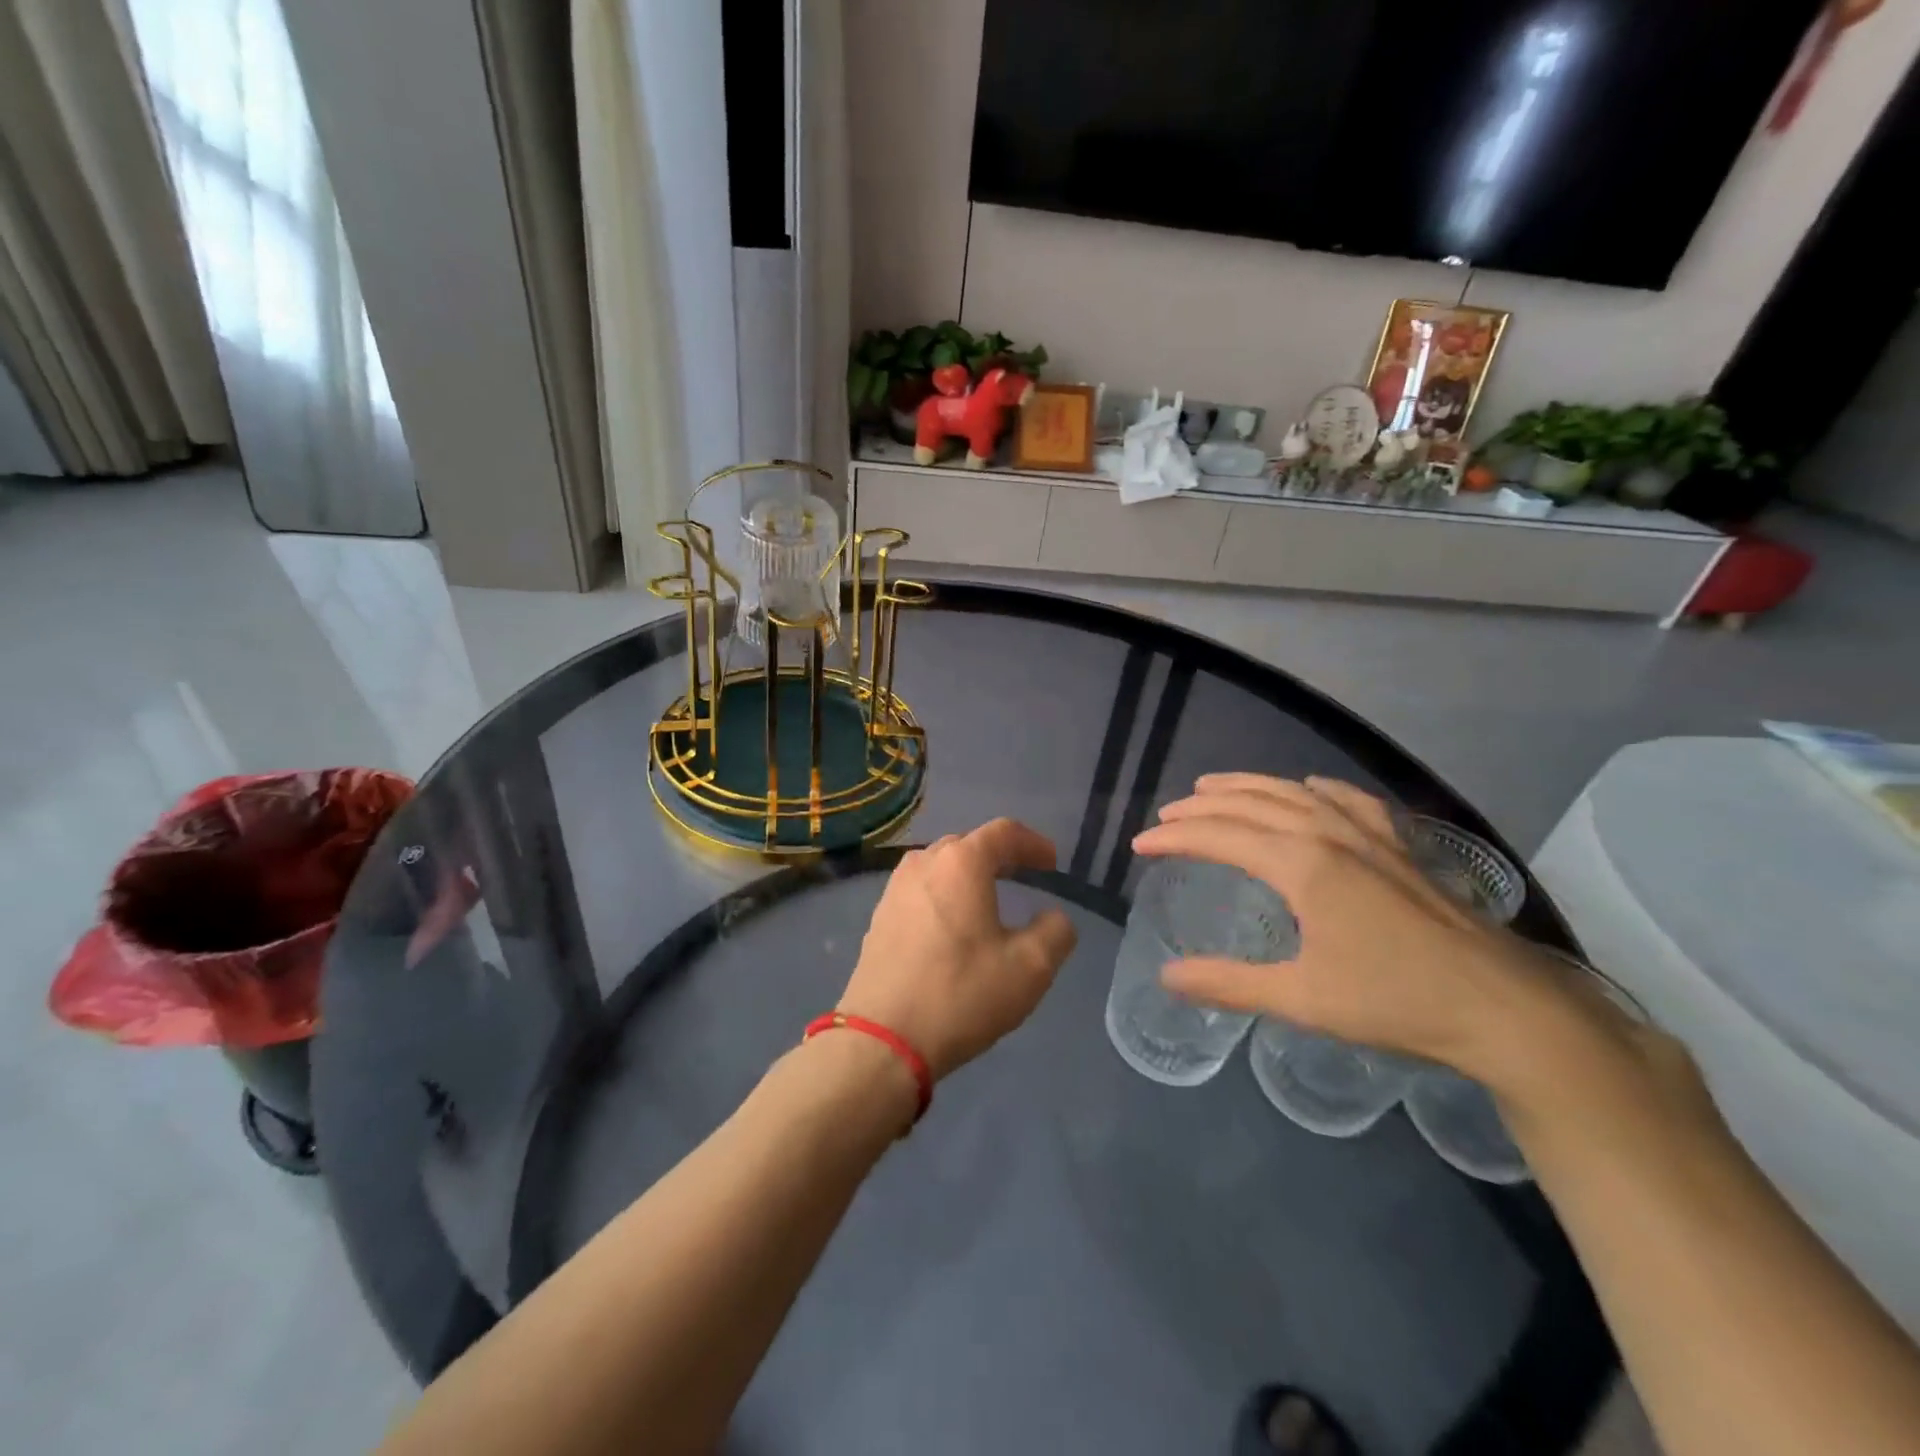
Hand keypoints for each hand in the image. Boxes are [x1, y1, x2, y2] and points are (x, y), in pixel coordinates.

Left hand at [839, 819, 1078, 1079]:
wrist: (882, 1039)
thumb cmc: (961, 994)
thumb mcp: (1030, 968)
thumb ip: (1055, 932)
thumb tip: (1054, 918)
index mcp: (961, 863)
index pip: (1003, 832)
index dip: (1033, 843)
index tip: (1052, 863)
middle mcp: (924, 864)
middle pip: (968, 844)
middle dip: (1000, 855)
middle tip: (1025, 875)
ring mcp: (895, 890)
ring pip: (940, 867)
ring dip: (968, 875)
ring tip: (989, 897)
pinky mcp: (879, 917)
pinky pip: (921, 891)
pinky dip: (944, 896)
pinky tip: (953, 925)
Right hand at [1132, 775, 1597, 1085]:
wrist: (1503, 1007)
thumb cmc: (1395, 1001)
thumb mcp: (1302, 1000)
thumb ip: (1229, 984)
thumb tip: (1166, 977)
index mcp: (1302, 865)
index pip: (1221, 837)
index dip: (1175, 838)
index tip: (1140, 844)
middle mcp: (1329, 834)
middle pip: (1251, 805)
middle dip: (1202, 807)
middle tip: (1167, 815)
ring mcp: (1369, 834)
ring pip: (1294, 793)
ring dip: (1247, 787)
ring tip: (1213, 787)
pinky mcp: (1400, 845)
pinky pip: (1348, 800)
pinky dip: (1317, 788)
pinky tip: (1310, 787)